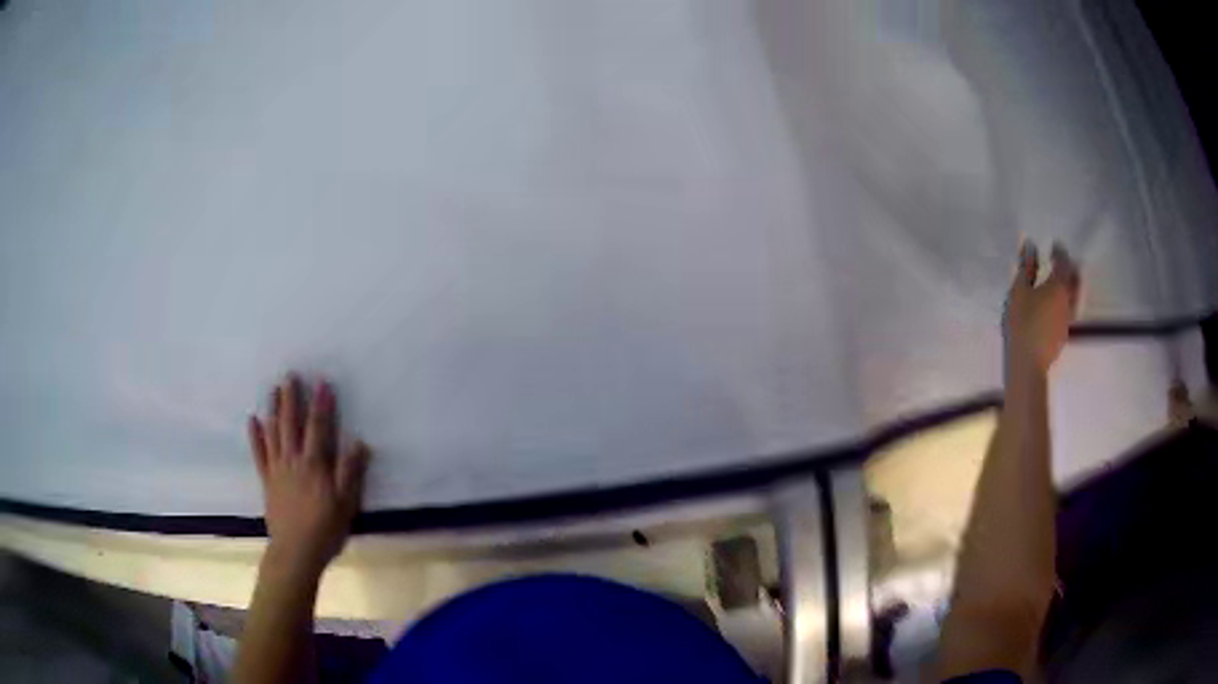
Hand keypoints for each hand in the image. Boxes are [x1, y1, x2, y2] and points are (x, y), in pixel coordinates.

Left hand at [248, 374, 370, 575]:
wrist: (296, 551)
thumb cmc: (326, 529)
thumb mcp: (346, 503)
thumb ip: (350, 472)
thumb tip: (358, 442)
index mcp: (314, 464)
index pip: (318, 427)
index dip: (321, 404)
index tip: (322, 382)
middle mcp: (293, 460)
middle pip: (291, 423)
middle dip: (292, 398)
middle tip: (291, 376)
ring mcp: (277, 469)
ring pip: (273, 433)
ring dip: (273, 409)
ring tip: (274, 389)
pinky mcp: (267, 480)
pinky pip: (259, 453)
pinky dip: (255, 436)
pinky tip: (252, 420)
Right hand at [1003, 241, 1080, 376]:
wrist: (1029, 362)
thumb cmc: (1022, 322)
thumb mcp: (1019, 291)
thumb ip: (1026, 267)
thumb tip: (1031, 246)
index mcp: (1058, 286)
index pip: (1064, 263)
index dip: (1060, 252)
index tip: (1054, 245)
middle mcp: (1068, 300)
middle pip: (1075, 280)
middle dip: (1071, 268)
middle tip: (1062, 263)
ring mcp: (1068, 319)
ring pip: (1075, 297)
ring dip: (1071, 286)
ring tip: (1060, 283)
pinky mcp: (1064, 334)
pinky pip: (1069, 311)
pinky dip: (1066, 302)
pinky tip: (1056, 306)